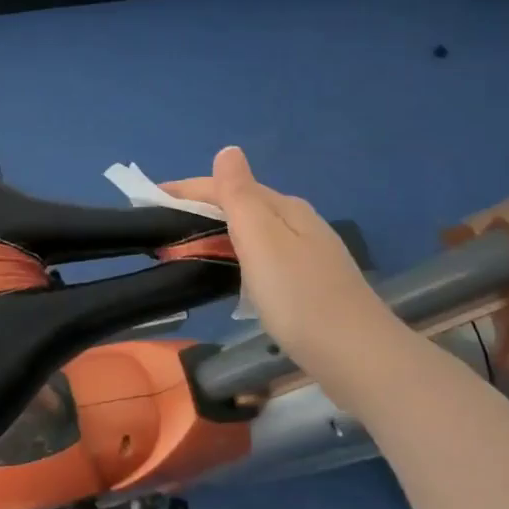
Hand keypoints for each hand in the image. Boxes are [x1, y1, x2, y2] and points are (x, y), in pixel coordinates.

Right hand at [164, 146, 399, 395]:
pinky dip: (237, 257)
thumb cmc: (299, 297)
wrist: (360, 359)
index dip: (186, 190)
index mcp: (284, 208)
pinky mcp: (311, 285)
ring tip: (186, 251)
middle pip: (241, 206)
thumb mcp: (262, 240)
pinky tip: (231, 275)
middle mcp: (299, 223)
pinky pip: (263, 257)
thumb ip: (239, 194)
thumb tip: (228, 149)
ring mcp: (308, 255)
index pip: (226, 186)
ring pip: (252, 233)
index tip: (148, 200)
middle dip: (199, 211)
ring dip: (217, 235)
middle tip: (161, 230)